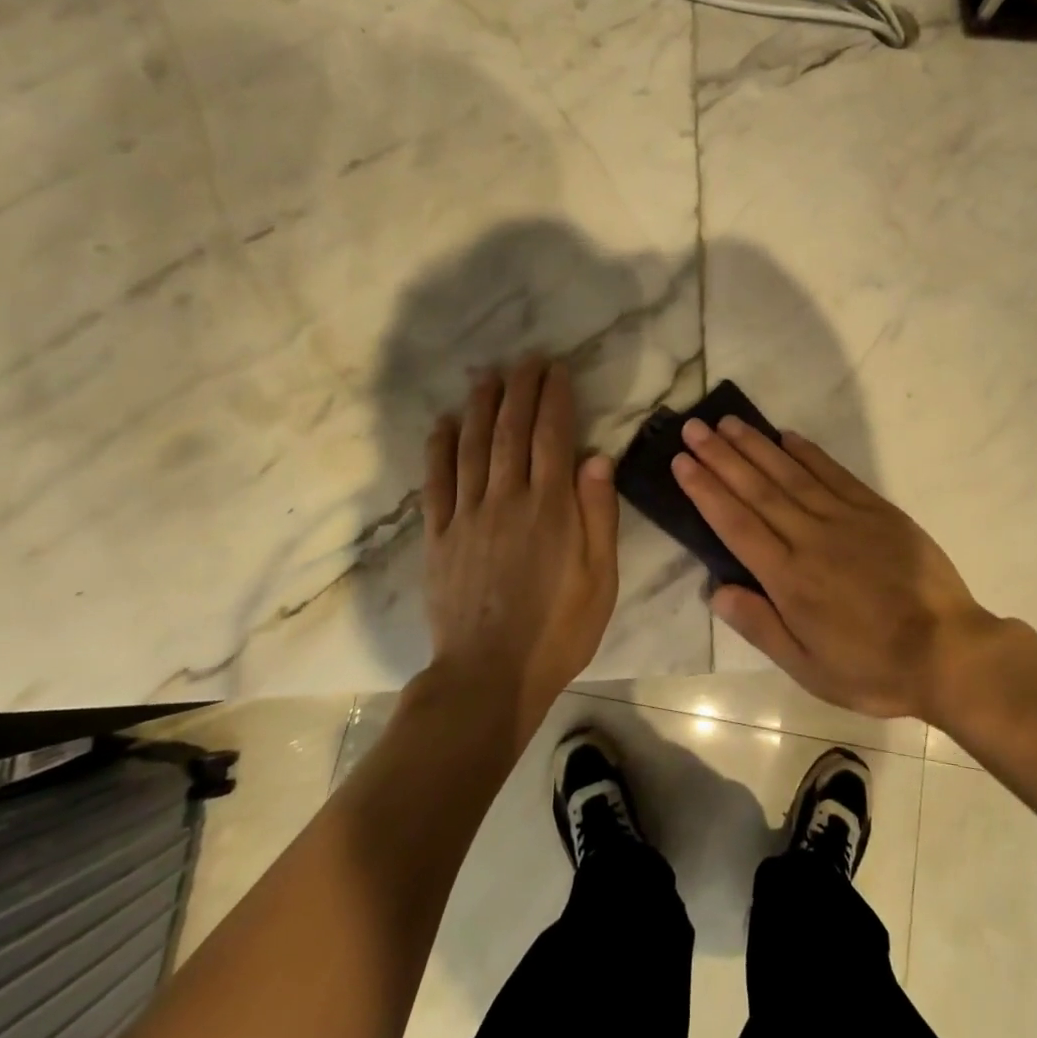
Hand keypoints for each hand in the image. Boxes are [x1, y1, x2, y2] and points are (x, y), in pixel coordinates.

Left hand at [422, 356, 619, 737]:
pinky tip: (442, 424)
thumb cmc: (558, 630)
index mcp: (550, 508)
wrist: (489, 677)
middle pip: (511, 431)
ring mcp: (468, 516)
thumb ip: (598, 514)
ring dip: (480, 406)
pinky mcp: (439, 537)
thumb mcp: (600, 578)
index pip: (552, 436)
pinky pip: (436, 483)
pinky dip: (438, 449)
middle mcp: (507, 500)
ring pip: (472, 447)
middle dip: (519, 389)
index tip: (556, 370)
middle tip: (525, 359)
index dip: (554, 398)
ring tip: (486, 375)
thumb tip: (596, 456)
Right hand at [672, 417, 1001, 720]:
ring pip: (790, 474)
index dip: (706, 490)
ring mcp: (846, 519)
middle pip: (757, 489)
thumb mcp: (809, 668)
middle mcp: (811, 538)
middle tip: (693, 428)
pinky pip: (834, 474)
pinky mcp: (876, 510)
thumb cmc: (873, 667)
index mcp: (790, 579)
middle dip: (721, 456)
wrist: (950, 652)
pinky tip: (787, 436)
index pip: (736, 524)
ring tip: (728, 423)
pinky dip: (808, 453)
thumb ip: (760, 625)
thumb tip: (715, 589)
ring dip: (756, 446)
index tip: (682, 461)